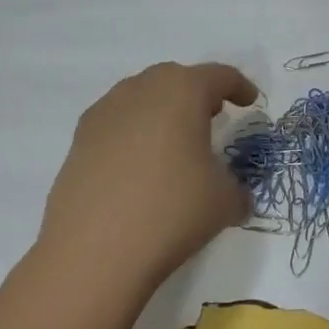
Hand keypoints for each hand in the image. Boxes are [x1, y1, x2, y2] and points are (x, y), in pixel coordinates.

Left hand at [38, 62, 257, 297]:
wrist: (92, 252)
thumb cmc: (171, 211)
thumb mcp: (224, 201)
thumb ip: (236, 189)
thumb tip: (234, 195)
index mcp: (184, 91)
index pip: (220, 76)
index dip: (240, 87)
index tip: (250, 101)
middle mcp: (142, 90)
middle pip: (177, 78)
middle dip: (198, 93)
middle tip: (213, 116)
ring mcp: (105, 112)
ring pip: (142, 96)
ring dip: (163, 110)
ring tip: (175, 140)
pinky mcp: (79, 140)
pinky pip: (116, 122)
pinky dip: (134, 132)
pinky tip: (139, 164)